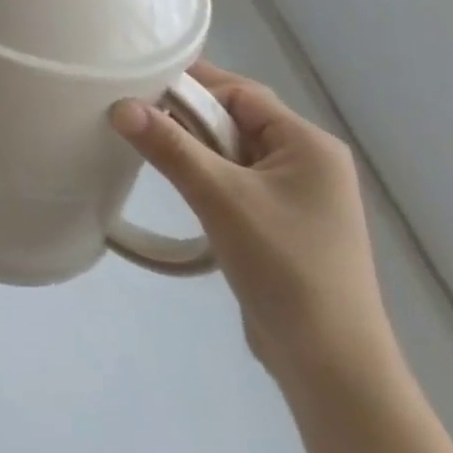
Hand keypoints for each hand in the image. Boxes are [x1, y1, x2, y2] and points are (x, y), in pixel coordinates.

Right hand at [110, 61, 395, 390]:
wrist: (332, 369)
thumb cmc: (285, 268)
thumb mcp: (221, 198)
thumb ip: (170, 146)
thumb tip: (120, 106)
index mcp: (308, 144)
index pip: (241, 93)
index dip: (192, 84)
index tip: (142, 83)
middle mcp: (309, 162)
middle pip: (237, 119)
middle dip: (189, 116)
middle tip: (137, 114)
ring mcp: (299, 196)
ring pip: (234, 151)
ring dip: (195, 148)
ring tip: (150, 146)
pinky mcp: (284, 225)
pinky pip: (237, 181)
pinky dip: (207, 176)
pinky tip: (178, 185)